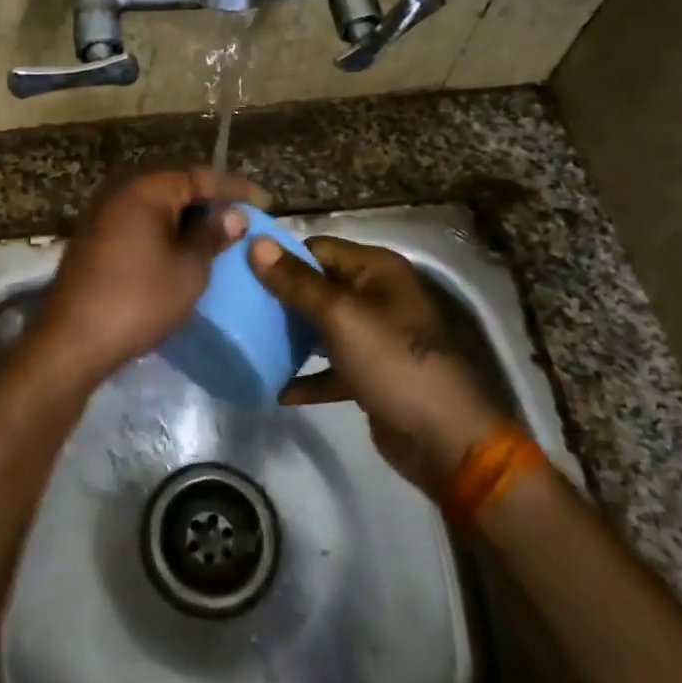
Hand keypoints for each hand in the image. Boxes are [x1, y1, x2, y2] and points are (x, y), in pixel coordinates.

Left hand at [22, 168, 267, 388]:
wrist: (72, 340)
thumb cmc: (139, 300)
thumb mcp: (188, 271)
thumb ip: (212, 237)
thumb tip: (232, 215)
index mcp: (145, 190)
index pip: (199, 176)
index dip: (234, 188)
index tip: (264, 202)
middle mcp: (119, 192)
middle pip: (174, 186)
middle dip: (208, 201)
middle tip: (239, 219)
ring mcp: (101, 215)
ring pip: (154, 206)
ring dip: (184, 218)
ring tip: (214, 237)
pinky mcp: (92, 239)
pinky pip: (137, 223)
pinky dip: (162, 231)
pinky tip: (178, 251)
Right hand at [248, 236, 505, 493]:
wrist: (443, 439)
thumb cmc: (392, 362)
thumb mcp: (340, 316)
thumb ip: (296, 282)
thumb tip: (255, 243)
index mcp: (376, 270)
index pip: (318, 249)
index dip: (281, 258)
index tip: (240, 271)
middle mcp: (377, 296)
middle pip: (317, 286)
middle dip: (281, 298)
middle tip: (237, 307)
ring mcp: (374, 337)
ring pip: (321, 327)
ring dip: (290, 336)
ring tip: (248, 341)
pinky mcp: (370, 374)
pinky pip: (330, 366)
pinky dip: (307, 375)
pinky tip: (276, 388)